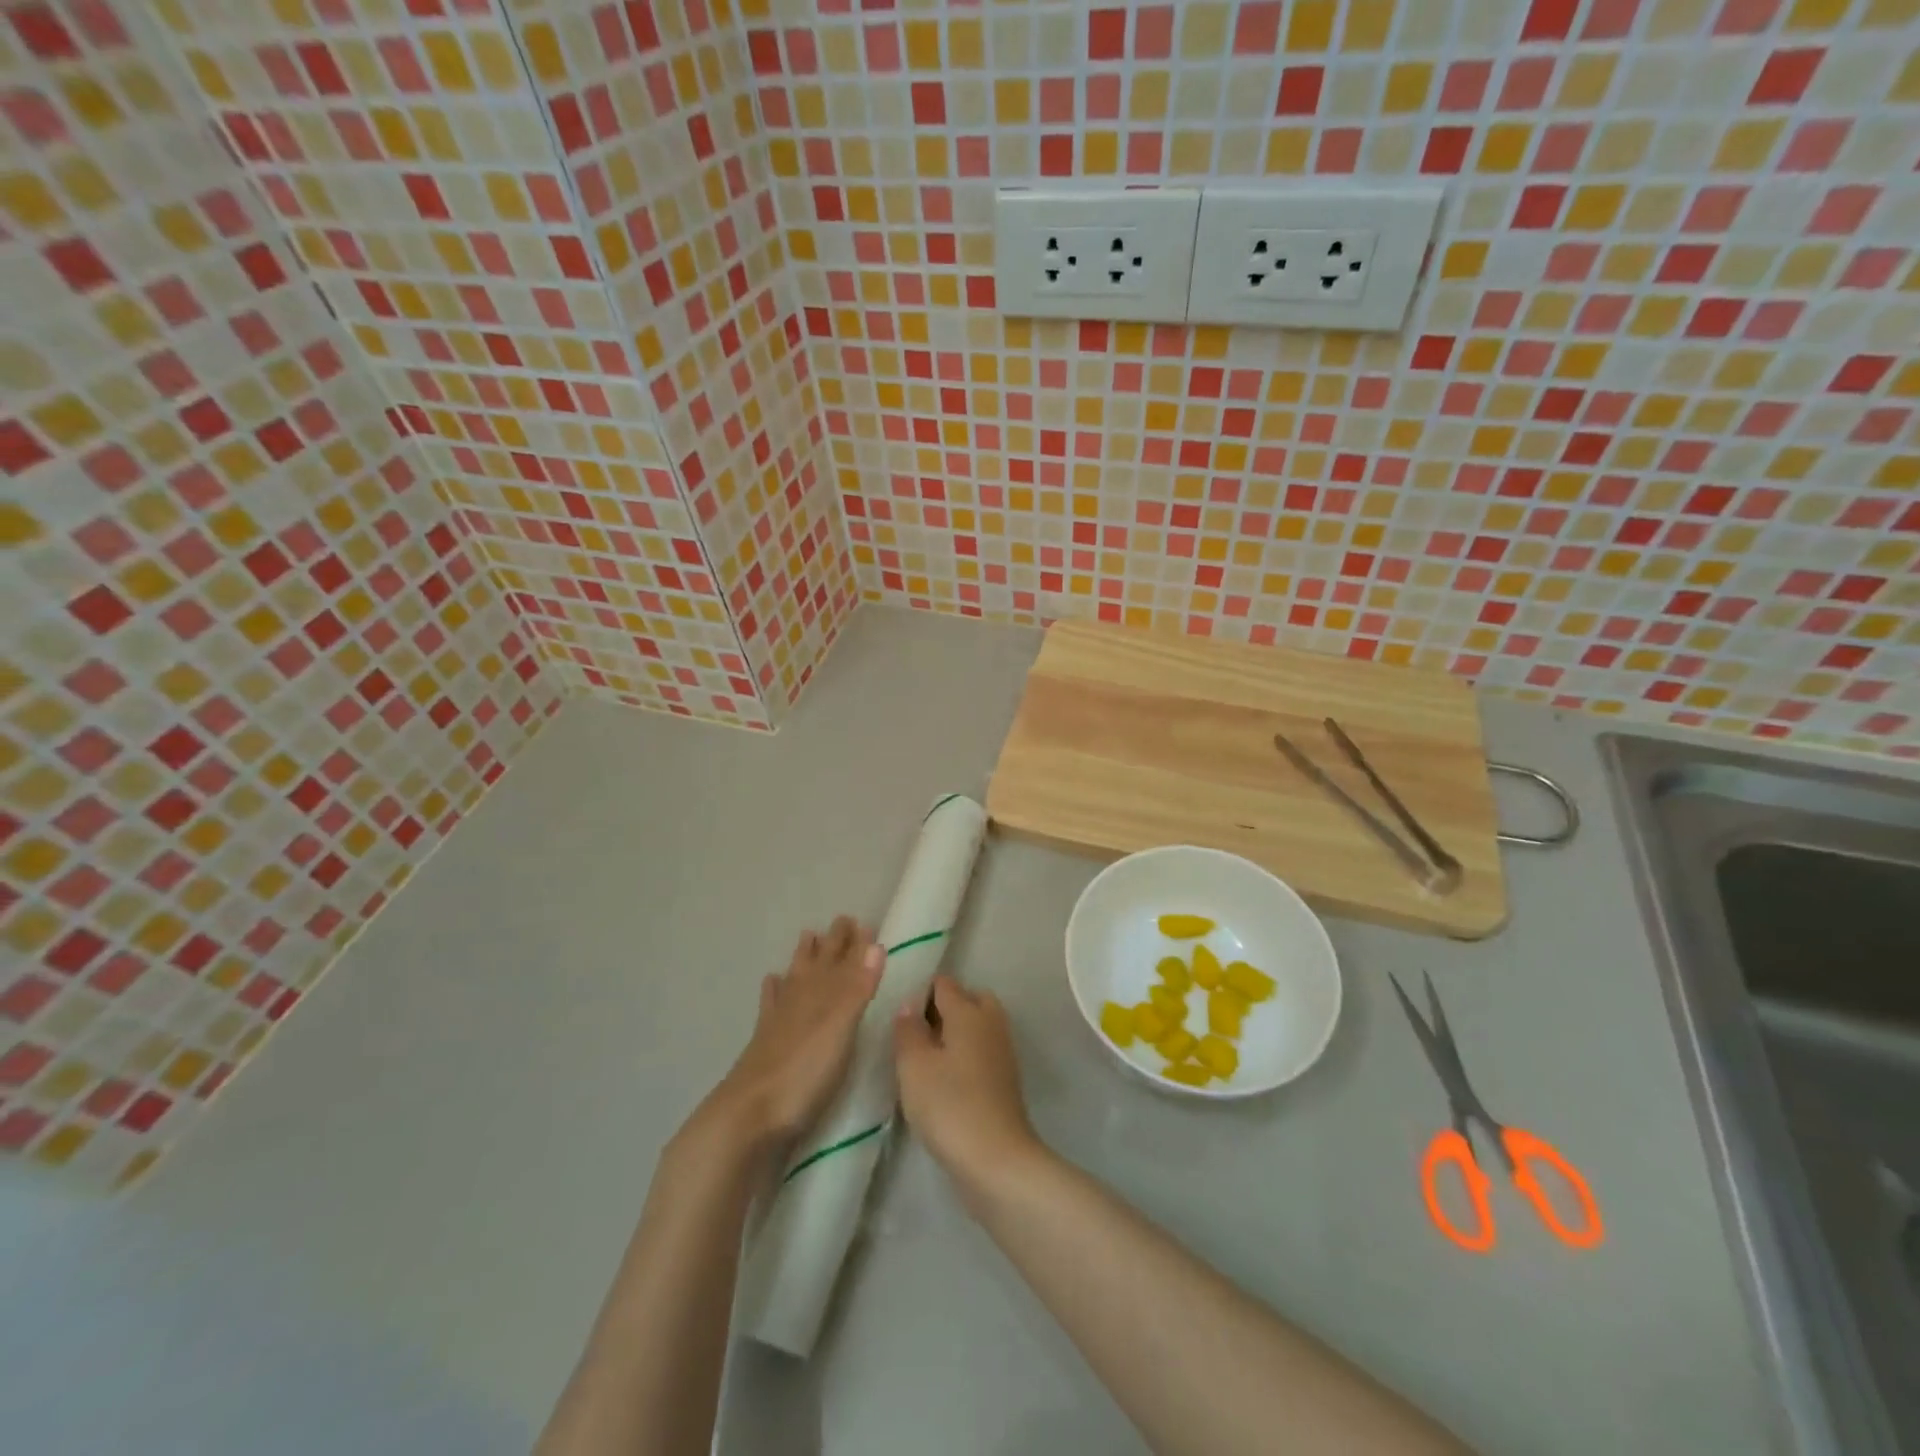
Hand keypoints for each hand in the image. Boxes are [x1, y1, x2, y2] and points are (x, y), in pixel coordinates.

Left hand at [709, 916, 883, 1153]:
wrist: (749, 1115)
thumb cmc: (804, 1073)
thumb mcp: (840, 1029)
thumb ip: (858, 988)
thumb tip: (876, 944)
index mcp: (822, 995)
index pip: (843, 961)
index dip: (855, 944)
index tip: (864, 922)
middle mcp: (800, 999)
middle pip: (819, 963)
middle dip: (832, 942)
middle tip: (842, 920)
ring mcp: (779, 1020)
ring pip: (795, 977)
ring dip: (803, 957)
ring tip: (808, 935)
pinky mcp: (764, 1042)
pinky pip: (770, 1004)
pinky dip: (773, 989)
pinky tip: (771, 981)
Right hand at [893, 974, 1041, 1197]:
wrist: (997, 1160)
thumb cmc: (949, 1105)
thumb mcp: (914, 1066)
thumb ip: (908, 1030)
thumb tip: (909, 1004)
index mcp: (968, 1011)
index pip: (943, 983)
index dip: (920, 991)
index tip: (899, 1013)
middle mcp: (991, 1022)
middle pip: (968, 999)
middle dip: (944, 1008)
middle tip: (916, 1035)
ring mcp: (1003, 1051)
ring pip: (978, 1025)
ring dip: (956, 1034)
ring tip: (927, 1060)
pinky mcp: (1006, 1079)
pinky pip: (982, 1051)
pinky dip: (967, 1055)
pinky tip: (946, 1080)